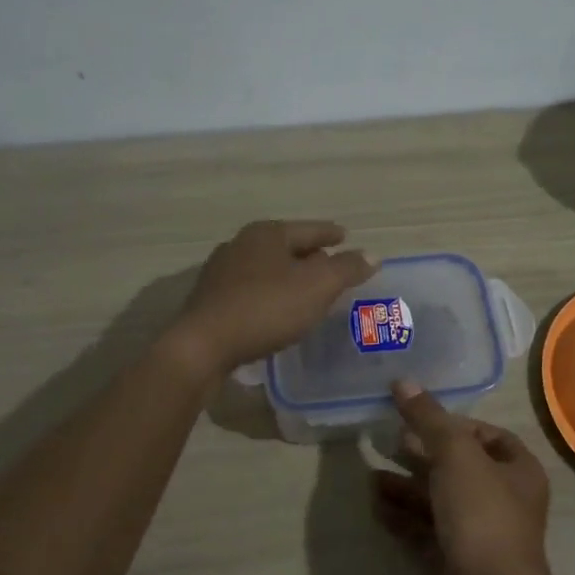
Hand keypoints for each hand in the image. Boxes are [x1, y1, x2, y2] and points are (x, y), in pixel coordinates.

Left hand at [171, 219, 375, 372]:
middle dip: (308, 255)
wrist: (203, 345)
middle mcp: (241, 244)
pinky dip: (269, 294)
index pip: (309, 229)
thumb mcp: (317, 287)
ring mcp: (221, 271)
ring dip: (287, 276)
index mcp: (268, 233)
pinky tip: (276, 311)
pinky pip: (250, 290)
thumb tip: (371, 255)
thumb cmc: (266, 308)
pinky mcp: (210, 299)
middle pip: (285, 246)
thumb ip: (347, 269)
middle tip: (330, 266)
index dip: (330, 234)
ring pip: (266, 268)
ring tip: (306, 290)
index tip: (345, 236)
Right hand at [372, 381, 553, 574]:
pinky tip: (376, 507)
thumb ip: (428, 418)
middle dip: (422, 455)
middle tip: (388, 441)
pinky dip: (403, 517)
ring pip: (438, 501)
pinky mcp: (456, 563)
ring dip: (406, 487)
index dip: (456, 425)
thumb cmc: (481, 514)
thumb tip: (403, 382)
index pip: (489, 437)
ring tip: (371, 476)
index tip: (421, 419)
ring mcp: (480, 535)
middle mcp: (504, 500)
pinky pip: (426, 532)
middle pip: (459, 468)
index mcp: (518, 471)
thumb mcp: (454, 454)